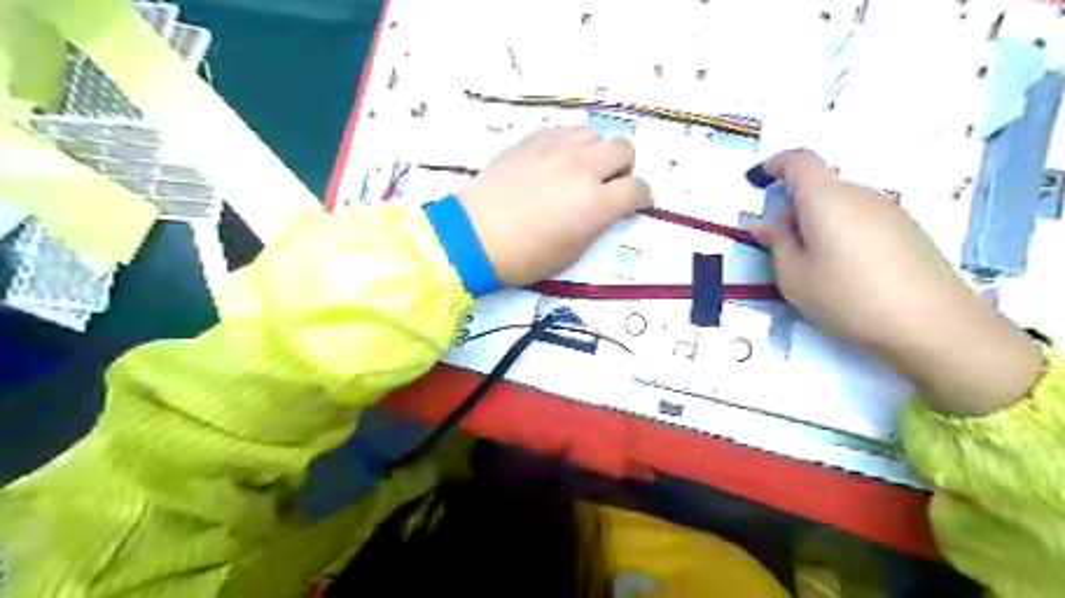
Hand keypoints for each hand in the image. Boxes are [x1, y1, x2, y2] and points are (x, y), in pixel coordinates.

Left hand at [455, 126, 649, 286]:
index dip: (642, 198)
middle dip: (623, 169)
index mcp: (595, 204)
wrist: (474, 237)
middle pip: (624, 149)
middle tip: (608, 185)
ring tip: (581, 171)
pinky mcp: (532, 140)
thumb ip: (598, 223)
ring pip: (595, 134)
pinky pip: (564, 131)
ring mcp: (555, 149)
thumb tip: (607, 207)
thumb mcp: (572, 251)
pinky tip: (556, 162)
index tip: (635, 204)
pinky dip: (570, 145)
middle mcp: (582, 168)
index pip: (637, 189)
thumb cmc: (524, 256)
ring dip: (596, 153)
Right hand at [748, 148, 1041, 415]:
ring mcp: (889, 210)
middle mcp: (860, 194)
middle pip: (819, 185)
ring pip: (840, 204)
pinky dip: (842, 231)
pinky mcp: (907, 229)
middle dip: (793, 207)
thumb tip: (766, 224)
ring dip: (818, 222)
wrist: (931, 324)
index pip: (799, 161)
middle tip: (781, 247)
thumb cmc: (848, 297)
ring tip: (814, 265)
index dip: (776, 165)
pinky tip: (846, 270)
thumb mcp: (794, 277)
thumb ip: (777, 243)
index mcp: (826, 199)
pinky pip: (862, 218)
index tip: (759, 180)